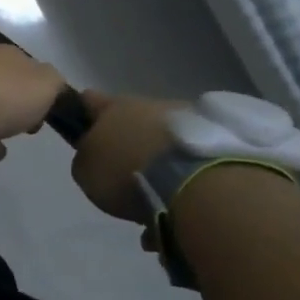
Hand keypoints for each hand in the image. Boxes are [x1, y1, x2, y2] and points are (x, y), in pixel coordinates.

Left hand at [0, 46, 67, 161]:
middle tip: (19, 133)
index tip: (41, 118)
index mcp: (8, 55)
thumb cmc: (5, 94)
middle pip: (2, 89)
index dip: (38, 95)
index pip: (28, 72)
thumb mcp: (46, 85)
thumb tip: (51, 86)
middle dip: (11, 111)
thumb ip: (55, 85)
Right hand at [70, 90, 187, 220]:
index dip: (83, 115)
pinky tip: (184, 199)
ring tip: (160, 195)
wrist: (194, 181)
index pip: (89, 100)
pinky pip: (190, 153)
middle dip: (128, 142)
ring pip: (163, 137)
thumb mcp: (86, 172)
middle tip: (125, 176)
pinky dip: (185, 171)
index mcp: (112, 107)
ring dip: (159, 158)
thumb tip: (95, 157)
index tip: (82, 134)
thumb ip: (86, 159)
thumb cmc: (127, 172)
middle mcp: (148, 104)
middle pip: (131, 119)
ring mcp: (186, 117)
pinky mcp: (217, 136)